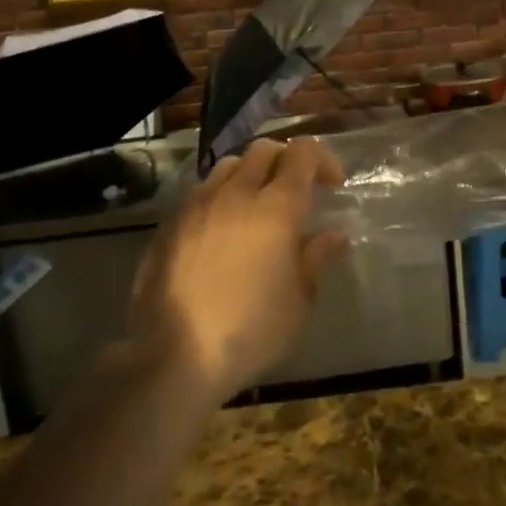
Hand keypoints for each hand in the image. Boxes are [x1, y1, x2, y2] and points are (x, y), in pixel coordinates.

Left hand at [130, 137, 348, 402]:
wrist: (175, 355)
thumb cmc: (251, 331)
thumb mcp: (299, 299)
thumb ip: (317, 257)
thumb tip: (336, 234)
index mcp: (276, 208)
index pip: (302, 153)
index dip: (323, 159)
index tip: (333, 185)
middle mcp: (235, 194)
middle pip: (264, 149)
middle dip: (287, 159)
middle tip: (299, 190)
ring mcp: (197, 205)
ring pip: (229, 165)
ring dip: (251, 173)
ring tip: (258, 205)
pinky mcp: (170, 223)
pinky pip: (202, 191)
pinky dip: (222, 195)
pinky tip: (224, 229)